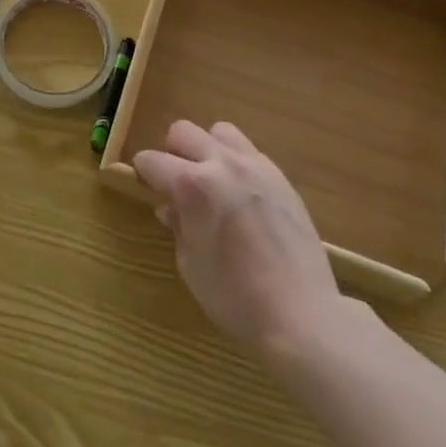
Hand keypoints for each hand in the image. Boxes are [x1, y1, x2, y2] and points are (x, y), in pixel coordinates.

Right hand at [135, 120, 348, 364]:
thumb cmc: (236, 297)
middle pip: (183, 131)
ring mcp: (256, 166)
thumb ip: (178, 227)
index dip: (143, 172)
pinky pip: (250, 153)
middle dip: (173, 153)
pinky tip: (243, 197)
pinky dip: (237, 164)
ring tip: (213, 182)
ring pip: (220, 132)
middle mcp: (222, 164)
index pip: (152, 160)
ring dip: (208, 150)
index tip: (145, 185)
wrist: (302, 315)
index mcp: (192, 185)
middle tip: (177, 184)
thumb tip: (170, 208)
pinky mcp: (281, 178)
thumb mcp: (191, 265)